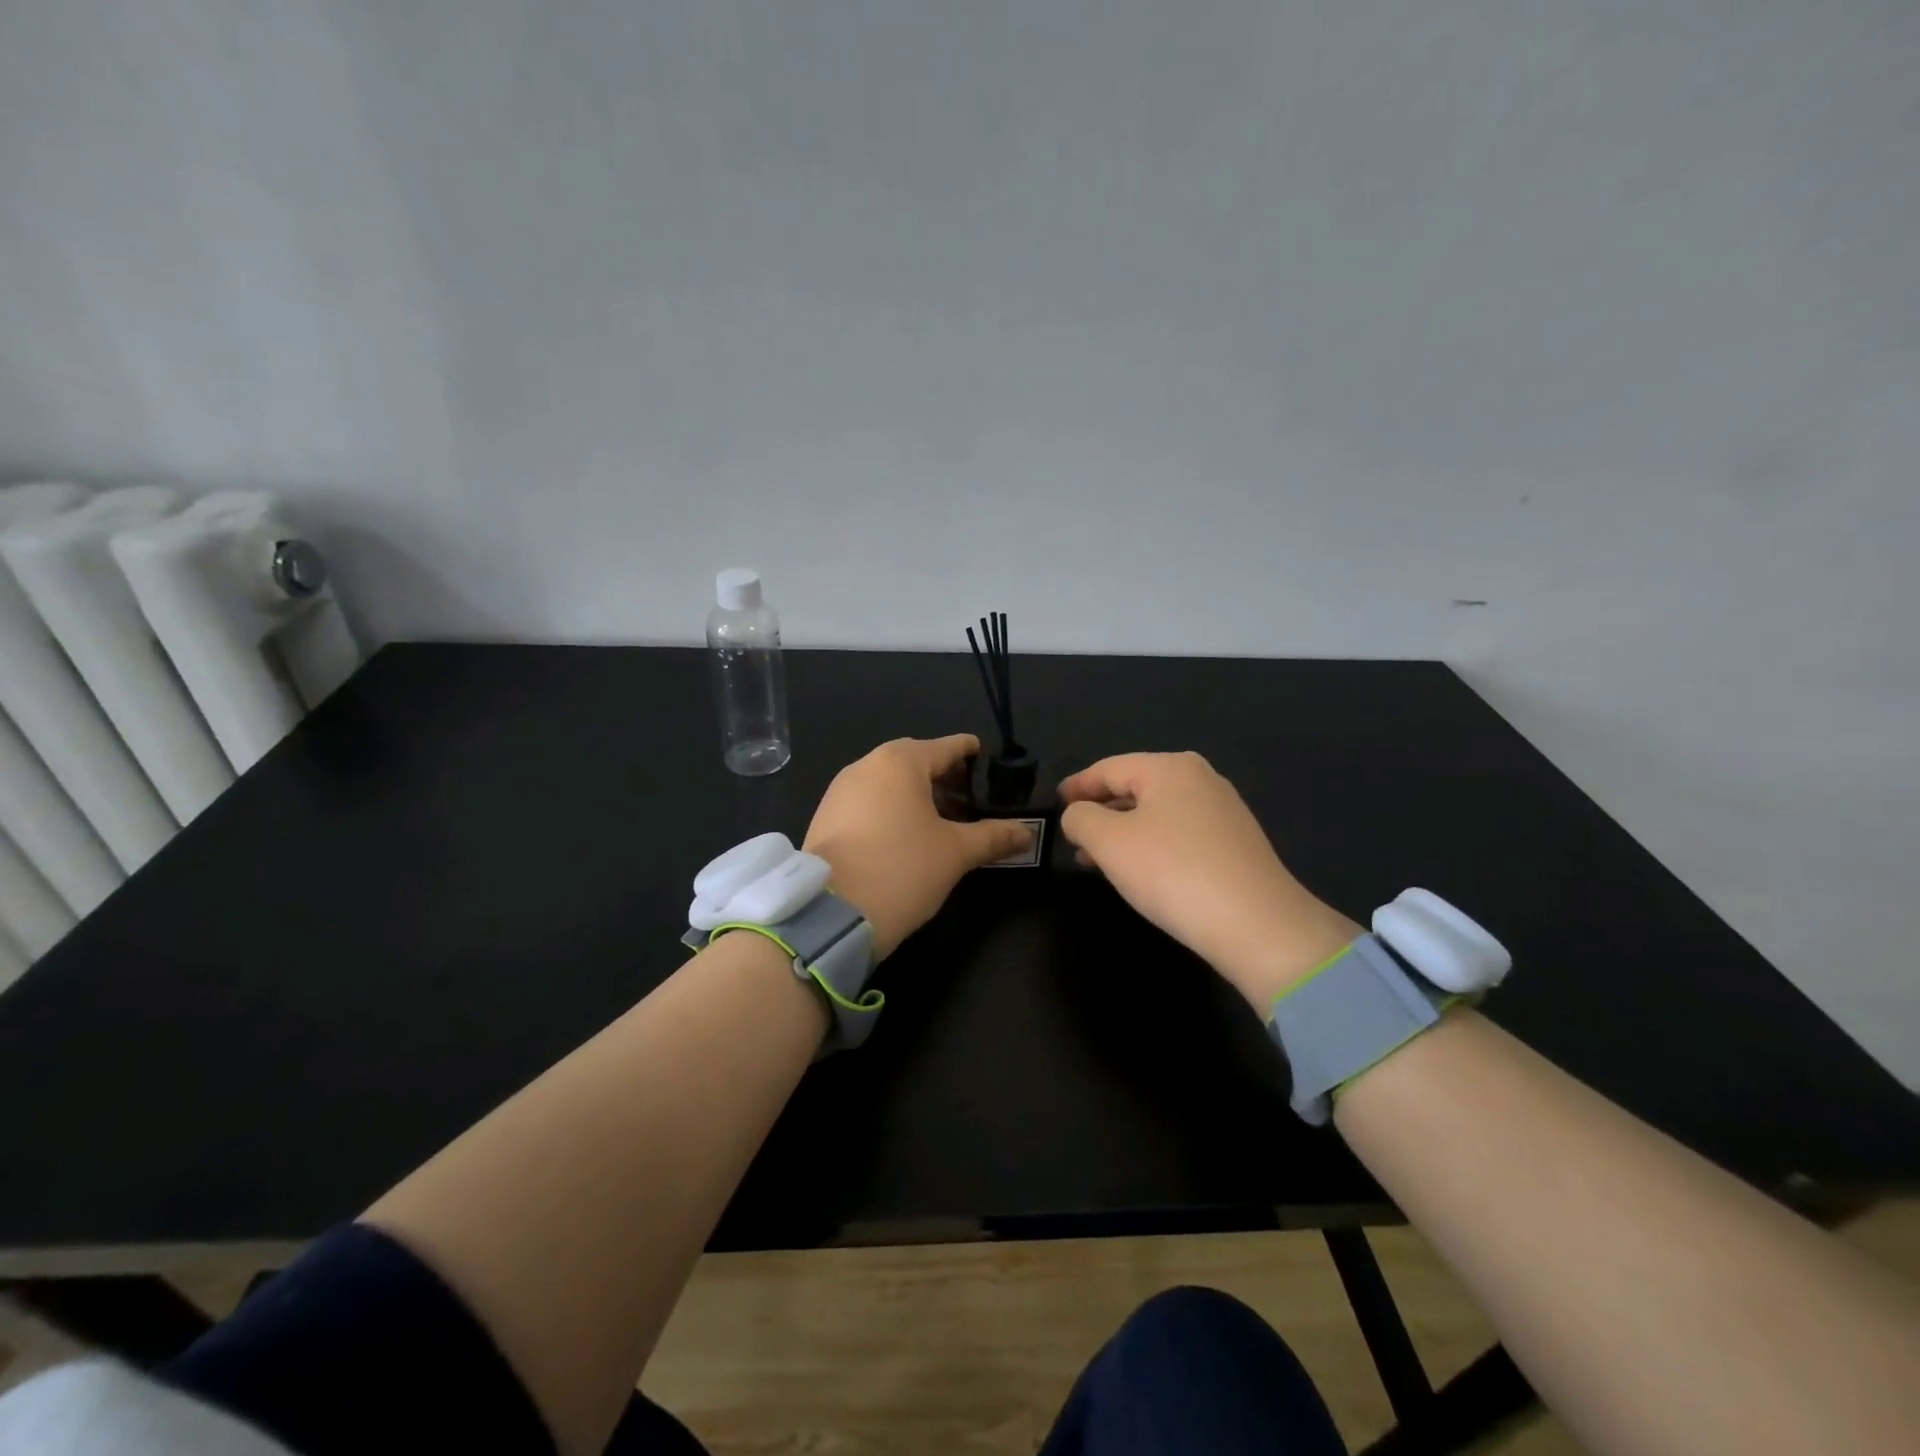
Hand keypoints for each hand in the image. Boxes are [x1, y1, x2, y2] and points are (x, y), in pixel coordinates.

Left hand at [805, 735, 1032, 959]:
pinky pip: (868, 800)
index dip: (970, 752)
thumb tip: (1027, 833)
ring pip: (888, 781)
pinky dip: (891, 808)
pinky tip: (906, 835)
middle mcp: (866, 765)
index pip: (946, 747)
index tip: (987, 760)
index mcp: (900, 762)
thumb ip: (993, 836)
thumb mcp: (955, 853)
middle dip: (943, 776)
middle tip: (969, 799)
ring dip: (916, 793)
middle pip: (915, 761)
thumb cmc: (902, 869)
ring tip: (941, 820)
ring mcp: (840, 791)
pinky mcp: (826, 817)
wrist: (830, 914)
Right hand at [1057, 752, 1360, 1010]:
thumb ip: (1081, 819)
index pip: (1109, 768)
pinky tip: (1139, 871)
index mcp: (1170, 767)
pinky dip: (1150, 845)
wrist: (1257, 924)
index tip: (1055, 802)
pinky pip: (1179, 834)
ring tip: (1095, 860)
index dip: (1077, 785)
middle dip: (1100, 811)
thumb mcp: (1109, 842)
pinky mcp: (1236, 844)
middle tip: (1071, 834)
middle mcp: (1200, 779)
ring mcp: (1223, 811)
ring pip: (1157, 813)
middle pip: (1135, 787)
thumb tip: (1078, 814)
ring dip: (1122, 832)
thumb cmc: (1172, 871)